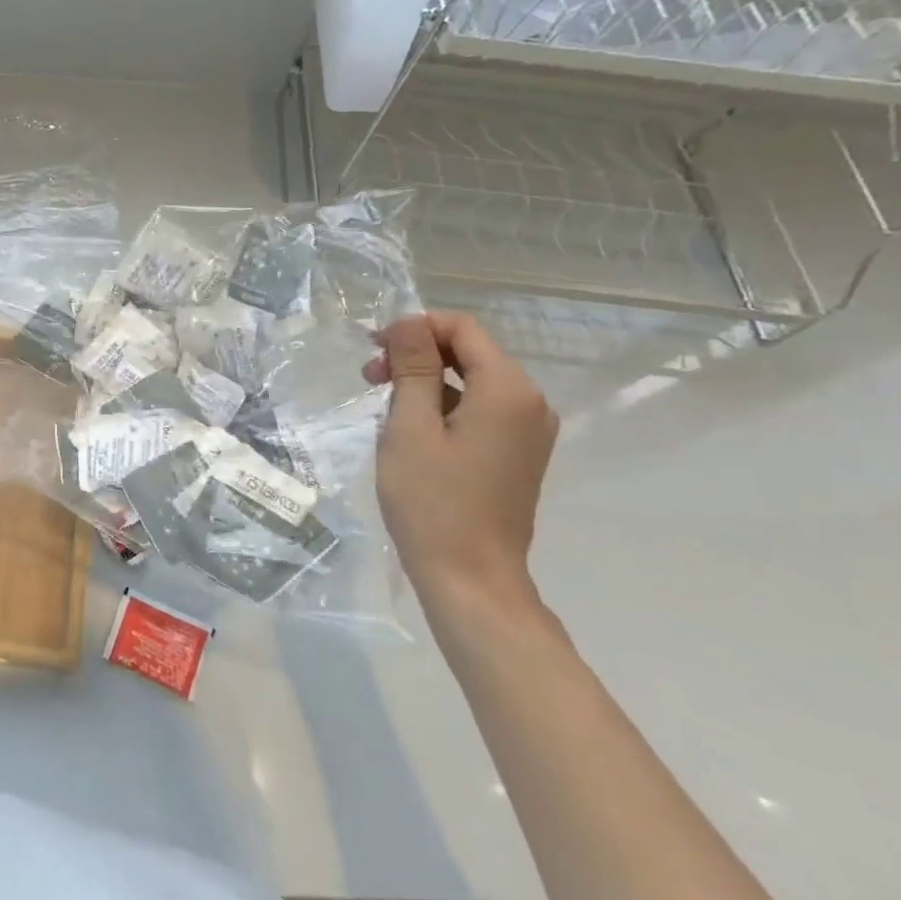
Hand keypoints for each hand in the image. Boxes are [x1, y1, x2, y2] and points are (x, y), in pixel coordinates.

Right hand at [362, 311, 557, 616]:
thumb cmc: (432, 500)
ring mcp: (527, 431)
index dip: (415, 328)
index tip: (373, 348)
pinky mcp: (517, 454)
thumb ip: (413, 367)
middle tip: (370, 378)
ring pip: (473, 381)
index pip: (463, 329)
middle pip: (470, 352)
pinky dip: (443, 406)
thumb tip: (408, 322)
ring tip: (384, 406)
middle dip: (417, 354)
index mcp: (508, 390)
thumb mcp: (410, 426)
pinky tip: (410, 429)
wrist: (470, 578)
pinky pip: (480, 409)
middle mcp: (530, 403)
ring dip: (426, 381)